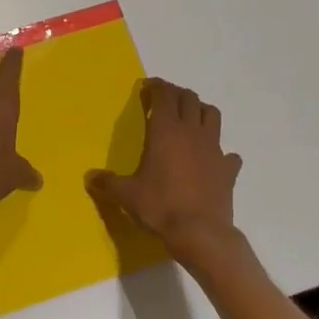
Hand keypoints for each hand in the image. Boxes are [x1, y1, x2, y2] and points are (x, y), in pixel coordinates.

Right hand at [87, 78, 243, 265]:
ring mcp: (214, 149)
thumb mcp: (127, 195)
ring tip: (190, 120)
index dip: (156, 86)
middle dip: (176, 94)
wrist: (200, 233)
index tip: (147, 88)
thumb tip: (89, 177)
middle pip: (189, 98)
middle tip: (164, 101)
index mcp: (166, 130)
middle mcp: (192, 132)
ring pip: (212, 115)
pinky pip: (228, 153)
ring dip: (200, 111)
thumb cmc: (160, 206)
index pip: (165, 94)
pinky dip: (221, 152)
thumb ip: (108, 182)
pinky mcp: (228, 169)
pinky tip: (212, 161)